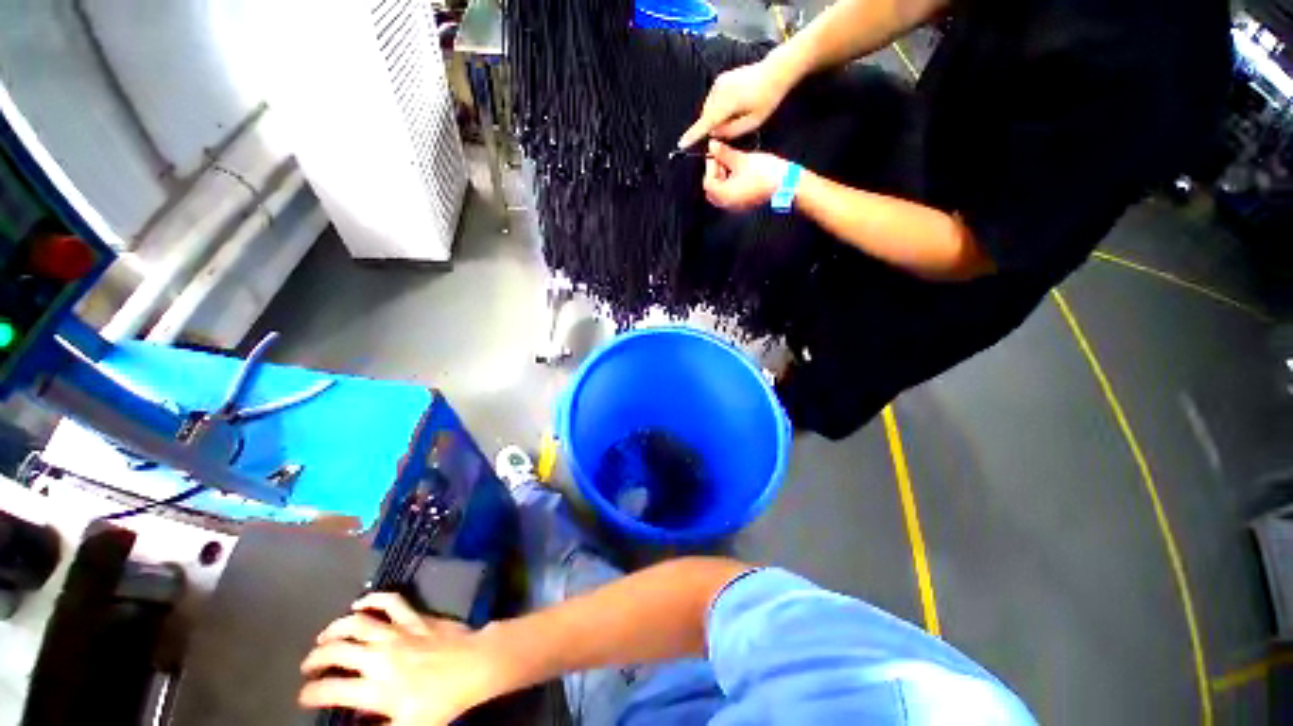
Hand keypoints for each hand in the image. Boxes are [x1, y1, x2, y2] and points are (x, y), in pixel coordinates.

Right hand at [299, 593, 504, 724]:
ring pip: (357, 623)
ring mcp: (398, 632)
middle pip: (336, 651)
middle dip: (315, 658)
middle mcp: (379, 657)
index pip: (329, 690)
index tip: (305, 696)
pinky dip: (373, 599)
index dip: (310, 694)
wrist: (474, 664)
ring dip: (334, 628)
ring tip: (324, 637)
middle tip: (309, 666)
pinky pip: (391, 601)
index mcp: (374, 689)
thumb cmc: (441, 702)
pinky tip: (360, 603)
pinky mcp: (415, 617)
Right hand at [678, 57, 797, 149]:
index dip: (693, 135)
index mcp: (727, 103)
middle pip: (707, 117)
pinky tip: (734, 107)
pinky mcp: (720, 80)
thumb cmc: (767, 99)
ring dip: (716, 118)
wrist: (774, 71)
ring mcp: (718, 84)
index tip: (681, 143)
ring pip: (709, 110)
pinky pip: (713, 101)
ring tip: (737, 114)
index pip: (706, 123)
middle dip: (713, 127)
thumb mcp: (752, 122)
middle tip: (732, 127)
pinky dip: (718, 109)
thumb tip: (714, 134)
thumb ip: (731, 131)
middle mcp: (719, 92)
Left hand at [703, 141, 789, 211]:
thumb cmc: (763, 172)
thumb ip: (724, 153)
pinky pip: (730, 196)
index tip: (718, 153)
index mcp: (724, 195)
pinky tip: (739, 172)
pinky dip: (730, 184)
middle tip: (724, 158)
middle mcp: (726, 204)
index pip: (708, 182)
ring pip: (721, 193)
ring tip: (733, 163)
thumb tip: (711, 145)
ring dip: (723, 178)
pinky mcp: (743, 205)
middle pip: (713, 190)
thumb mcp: (741, 159)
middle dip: (715, 173)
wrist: (786, 184)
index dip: (710, 166)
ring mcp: (735, 206)